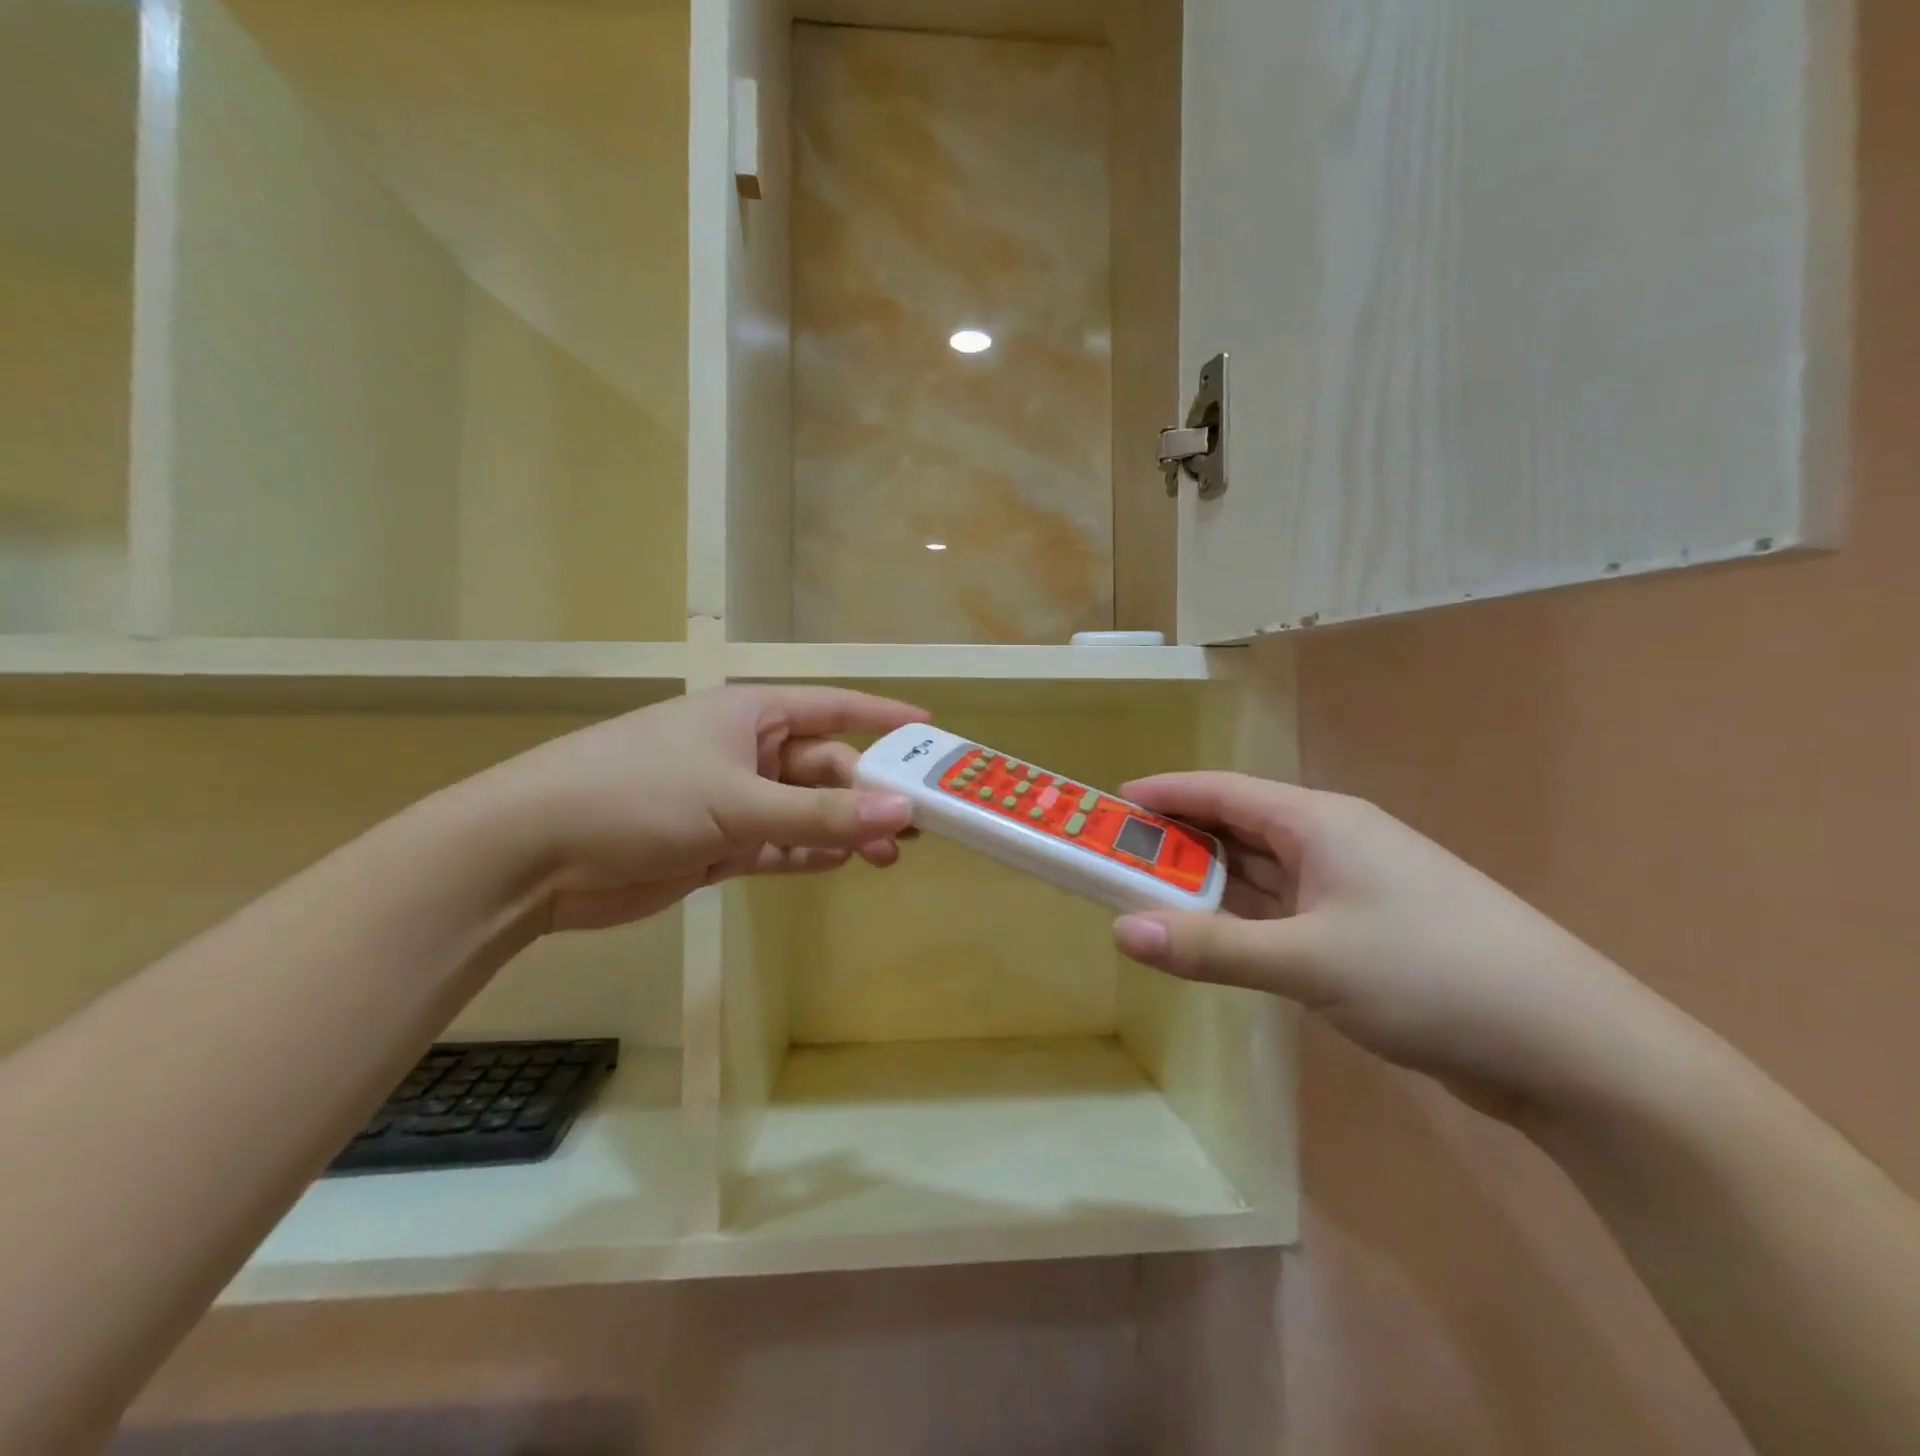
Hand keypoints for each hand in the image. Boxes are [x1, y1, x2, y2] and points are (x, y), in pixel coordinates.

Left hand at [466, 686, 926, 931]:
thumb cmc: (639, 796)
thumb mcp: (738, 800)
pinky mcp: (714, 844)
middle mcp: (744, 750)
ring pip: (804, 810)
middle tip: (917, 825)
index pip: (833, 707)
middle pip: (824, 768)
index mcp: (749, 714)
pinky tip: (838, 864)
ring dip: (843, 829)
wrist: (534, 854)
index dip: (883, 717)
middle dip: (868, 794)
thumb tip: (902, 813)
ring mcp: (728, 798)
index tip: (930, 730)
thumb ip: (821, 812)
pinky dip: (806, 853)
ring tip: (888, 856)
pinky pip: (777, 843)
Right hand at [1110, 773, 1674, 1119]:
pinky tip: (1214, 937)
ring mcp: (1355, 890)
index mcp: (1322, 823)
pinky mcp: (1368, 934)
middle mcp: (1335, 843)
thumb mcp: (1310, 961)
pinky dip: (1243, 920)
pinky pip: (1285, 913)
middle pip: (1238, 829)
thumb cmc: (1433, 977)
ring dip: (1209, 885)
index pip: (1223, 791)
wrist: (1573, 1050)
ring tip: (1146, 896)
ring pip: (1262, 874)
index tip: (1111, 806)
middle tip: (1116, 859)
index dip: (1165, 794)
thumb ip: (1212, 948)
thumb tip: (1121, 932)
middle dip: (1178, 842)